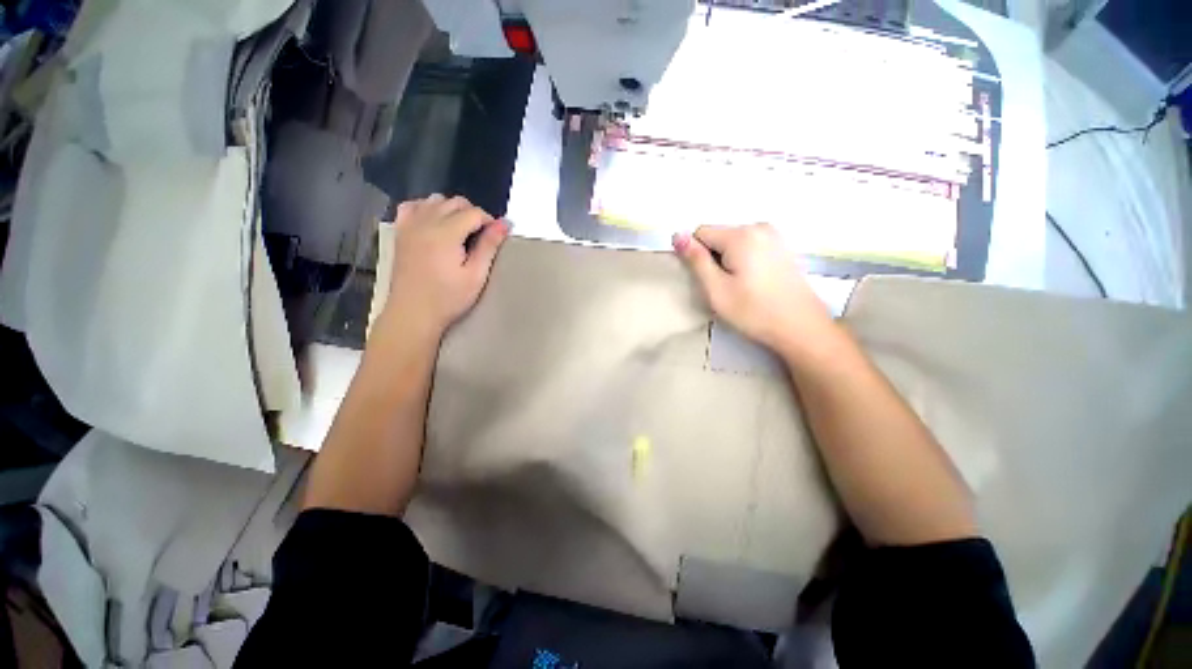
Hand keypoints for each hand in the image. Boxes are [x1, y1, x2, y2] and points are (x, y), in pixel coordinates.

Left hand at [381, 195, 508, 338]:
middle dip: (473, 214)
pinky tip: (434, 223)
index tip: (496, 237)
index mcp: (445, 233)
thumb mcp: (476, 275)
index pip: (473, 212)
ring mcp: (409, 225)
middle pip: (455, 202)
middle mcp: (425, 222)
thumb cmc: (448, 298)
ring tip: (460, 232)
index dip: (489, 221)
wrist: (412, 313)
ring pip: (435, 200)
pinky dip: (427, 208)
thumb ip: (489, 246)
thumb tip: (504, 223)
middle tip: (480, 237)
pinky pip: (413, 206)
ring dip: (452, 209)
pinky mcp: (400, 232)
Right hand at [673, 223, 833, 354]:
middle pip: (719, 236)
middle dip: (715, 258)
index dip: (698, 256)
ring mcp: (775, 235)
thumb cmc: (754, 311)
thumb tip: (677, 234)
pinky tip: (755, 282)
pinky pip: (750, 246)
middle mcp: (759, 227)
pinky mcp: (782, 246)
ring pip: (733, 242)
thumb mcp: (716, 289)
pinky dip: (744, 261)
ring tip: (741, 286)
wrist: (801, 327)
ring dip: (729, 261)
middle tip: (726, 286)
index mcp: (741, 235)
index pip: (701, 233)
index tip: (710, 279)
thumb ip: (696, 260)